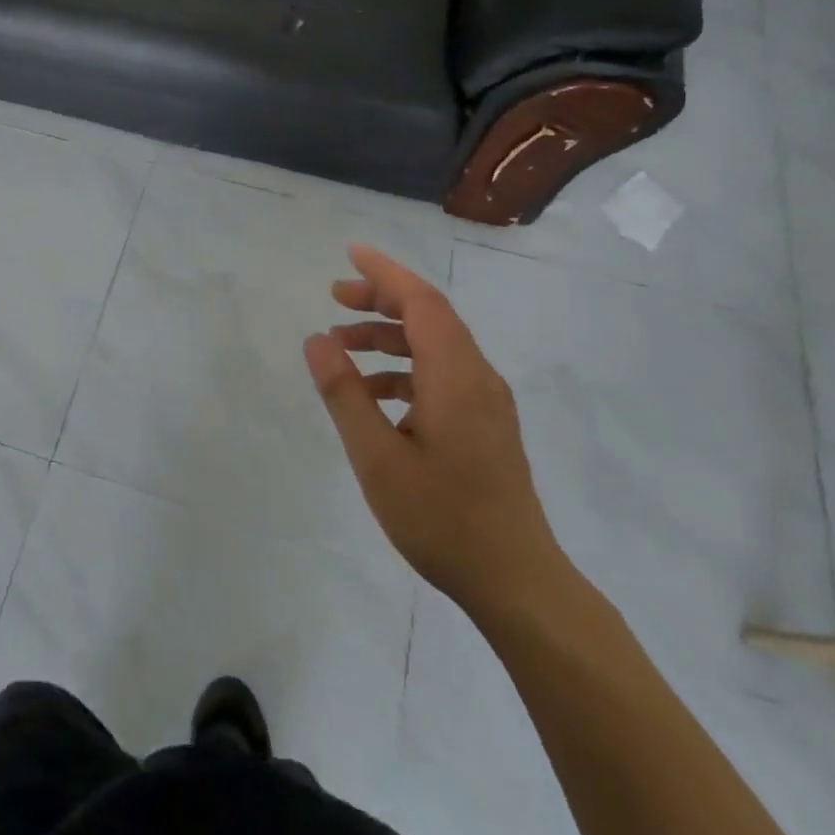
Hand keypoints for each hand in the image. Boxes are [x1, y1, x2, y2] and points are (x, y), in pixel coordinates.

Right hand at [304, 245, 570, 617]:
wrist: (516, 581)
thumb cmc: (441, 518)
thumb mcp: (376, 457)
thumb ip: (345, 394)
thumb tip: (317, 341)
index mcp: (455, 375)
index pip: (420, 301)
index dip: (385, 272)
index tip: (350, 254)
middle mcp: (477, 376)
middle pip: (430, 316)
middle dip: (381, 299)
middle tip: (335, 296)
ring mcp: (486, 401)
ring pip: (436, 345)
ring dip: (390, 335)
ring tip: (343, 345)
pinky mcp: (486, 424)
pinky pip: (443, 373)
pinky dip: (405, 368)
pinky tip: (374, 394)